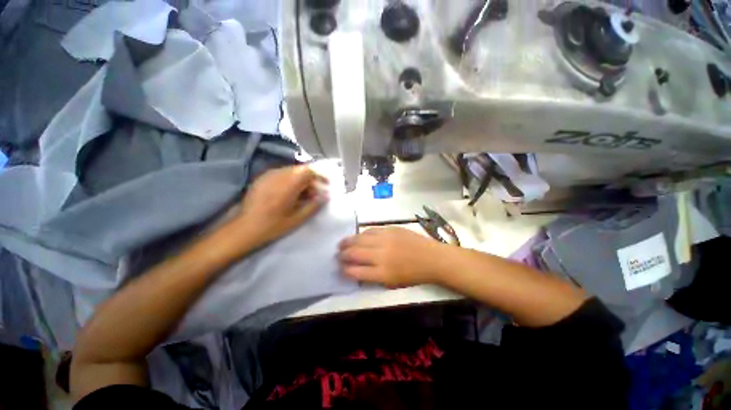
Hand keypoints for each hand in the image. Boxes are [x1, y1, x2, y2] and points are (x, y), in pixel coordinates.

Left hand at [230, 165, 328, 250]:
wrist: (244, 228)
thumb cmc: (273, 226)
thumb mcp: (298, 219)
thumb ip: (314, 205)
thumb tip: (326, 196)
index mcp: (288, 184)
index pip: (309, 171)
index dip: (320, 176)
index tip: (326, 184)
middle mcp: (278, 175)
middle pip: (300, 169)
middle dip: (311, 179)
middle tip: (315, 193)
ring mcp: (268, 175)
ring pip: (291, 170)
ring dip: (301, 179)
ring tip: (303, 194)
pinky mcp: (262, 178)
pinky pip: (281, 173)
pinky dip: (290, 180)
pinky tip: (289, 193)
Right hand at [338, 227, 446, 287]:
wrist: (432, 258)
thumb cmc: (413, 275)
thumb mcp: (392, 283)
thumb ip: (373, 277)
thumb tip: (356, 270)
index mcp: (382, 273)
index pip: (355, 271)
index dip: (344, 270)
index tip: (340, 268)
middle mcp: (381, 255)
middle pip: (354, 253)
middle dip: (342, 254)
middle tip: (338, 254)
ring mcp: (385, 239)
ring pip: (359, 238)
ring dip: (348, 241)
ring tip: (342, 243)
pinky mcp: (390, 229)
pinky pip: (370, 230)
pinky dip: (362, 234)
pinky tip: (358, 236)